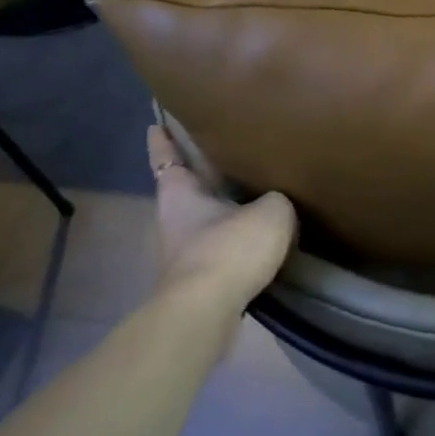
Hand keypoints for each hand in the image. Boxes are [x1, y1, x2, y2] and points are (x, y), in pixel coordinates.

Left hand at [148, 126, 296, 308]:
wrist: (207, 313)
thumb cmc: (229, 249)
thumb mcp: (271, 212)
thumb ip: (276, 201)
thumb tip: (275, 205)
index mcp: (179, 194)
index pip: (167, 157)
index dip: (164, 139)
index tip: (158, 122)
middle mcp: (173, 221)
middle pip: (185, 190)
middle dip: (201, 176)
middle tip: (225, 156)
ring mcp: (182, 255)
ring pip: (202, 222)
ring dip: (221, 212)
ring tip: (250, 199)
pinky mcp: (197, 283)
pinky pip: (218, 250)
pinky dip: (233, 242)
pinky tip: (256, 241)